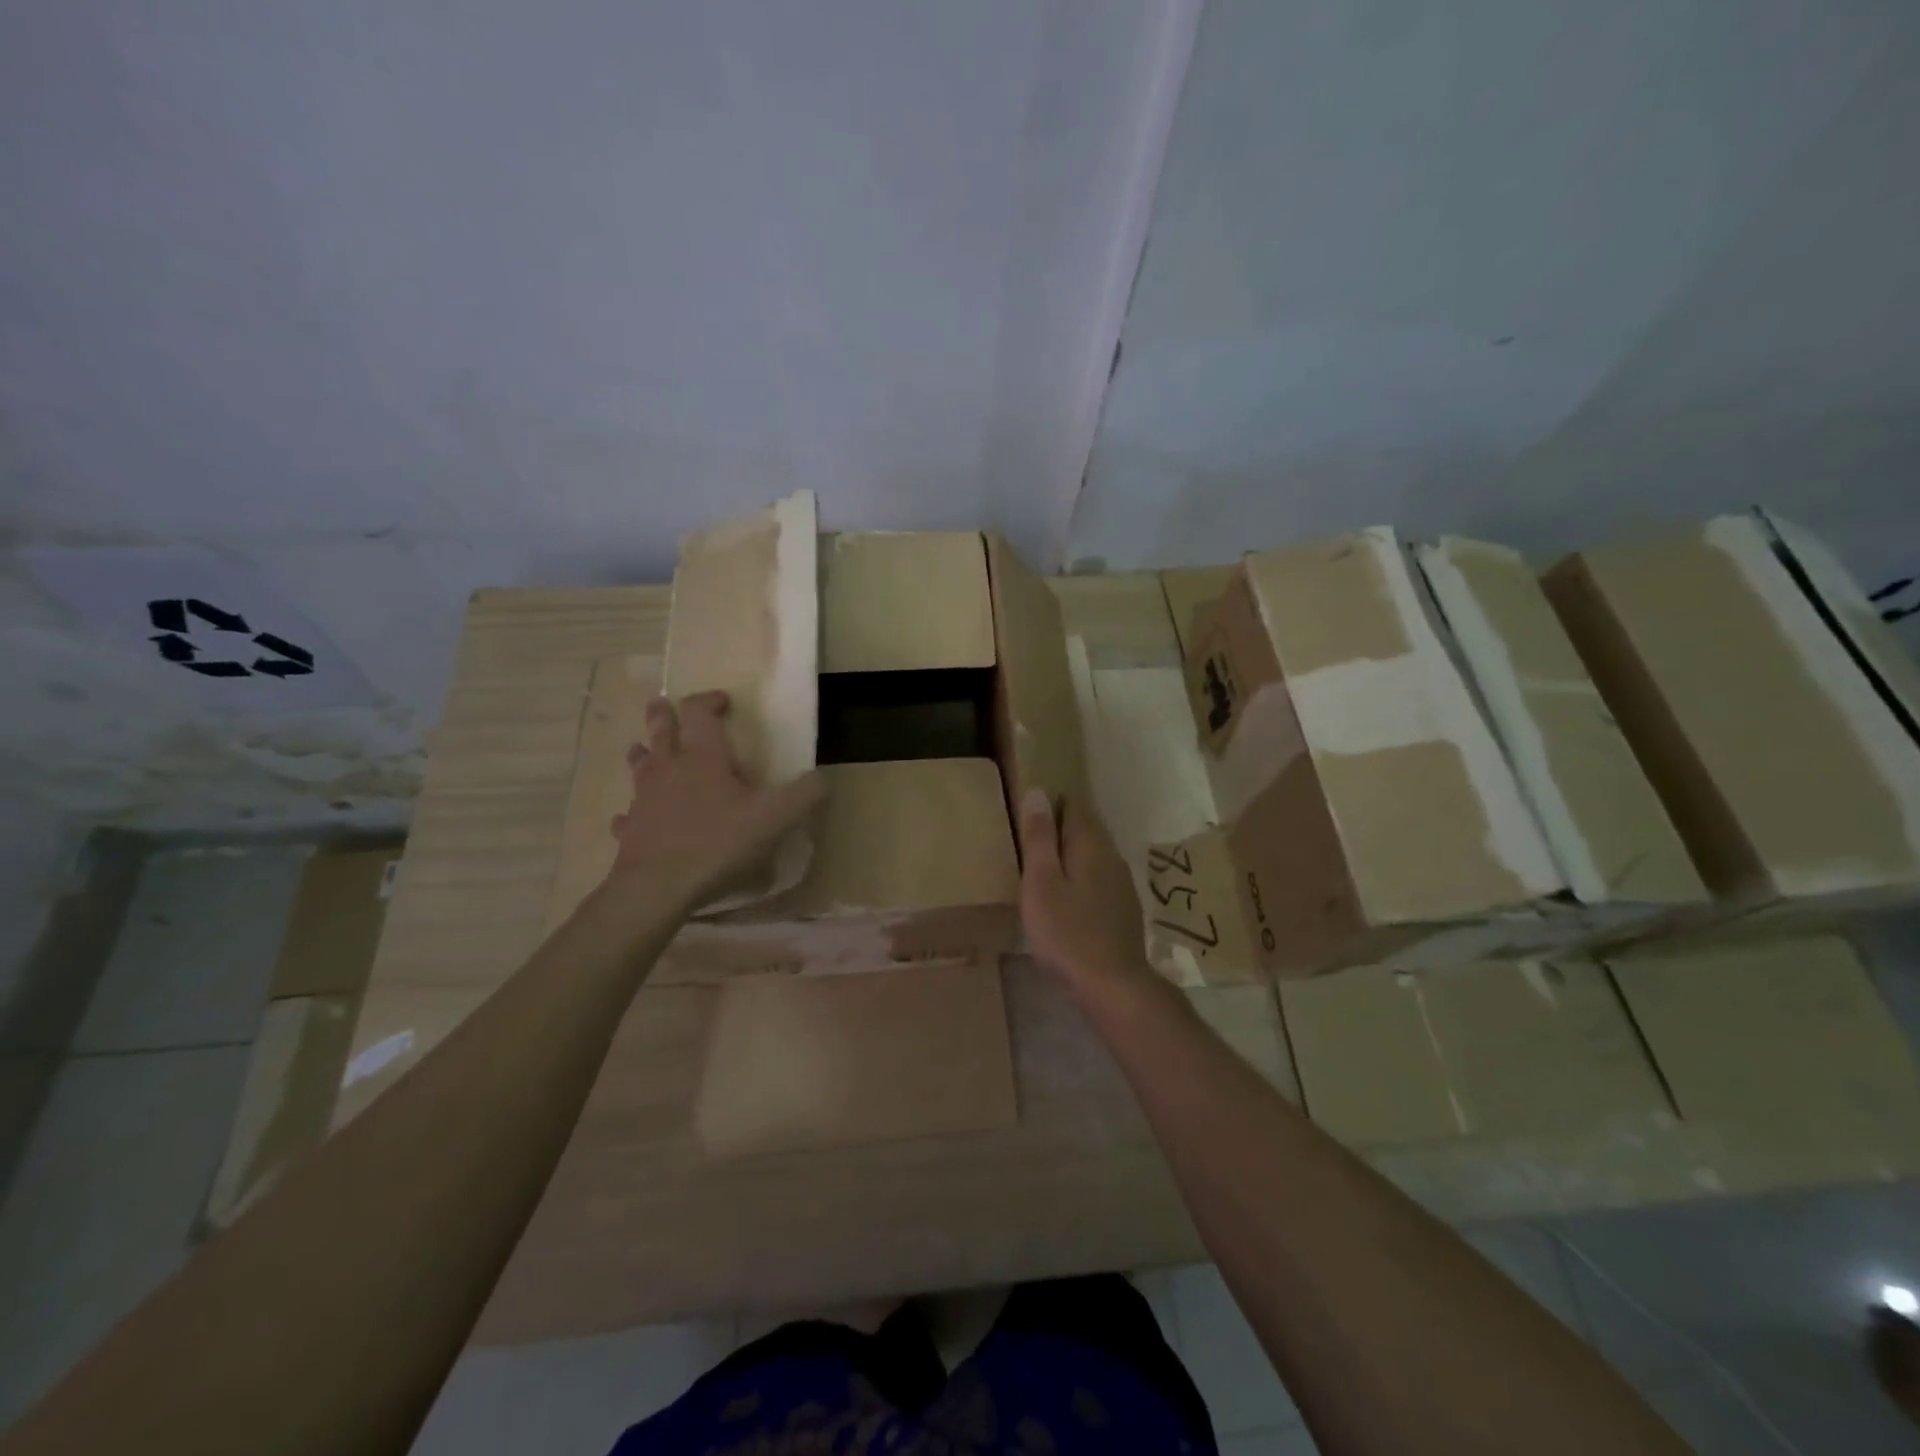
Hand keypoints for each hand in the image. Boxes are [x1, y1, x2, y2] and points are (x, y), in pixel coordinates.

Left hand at [602, 691, 824, 916]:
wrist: (659, 887)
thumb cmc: (719, 843)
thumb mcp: (775, 818)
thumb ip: (805, 794)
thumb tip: (824, 777)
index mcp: (704, 756)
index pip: (699, 711)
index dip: (710, 700)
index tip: (723, 702)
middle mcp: (669, 767)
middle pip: (660, 727)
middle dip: (664, 713)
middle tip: (666, 706)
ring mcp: (644, 797)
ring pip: (639, 764)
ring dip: (644, 753)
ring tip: (647, 750)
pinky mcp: (630, 829)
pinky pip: (628, 813)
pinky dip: (633, 810)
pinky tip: (635, 817)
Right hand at [1017, 789, 1155, 998]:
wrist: (1113, 985)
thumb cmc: (1067, 933)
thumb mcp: (1041, 883)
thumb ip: (1040, 838)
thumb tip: (1039, 792)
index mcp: (1090, 845)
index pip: (1074, 806)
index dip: (1051, 804)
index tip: (1028, 814)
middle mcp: (1111, 856)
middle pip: (1086, 829)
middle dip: (1061, 828)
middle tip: (1029, 840)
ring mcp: (1122, 883)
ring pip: (1094, 855)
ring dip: (1071, 854)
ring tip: (1044, 867)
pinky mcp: (1124, 908)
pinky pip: (1100, 878)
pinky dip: (1082, 877)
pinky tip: (1068, 897)